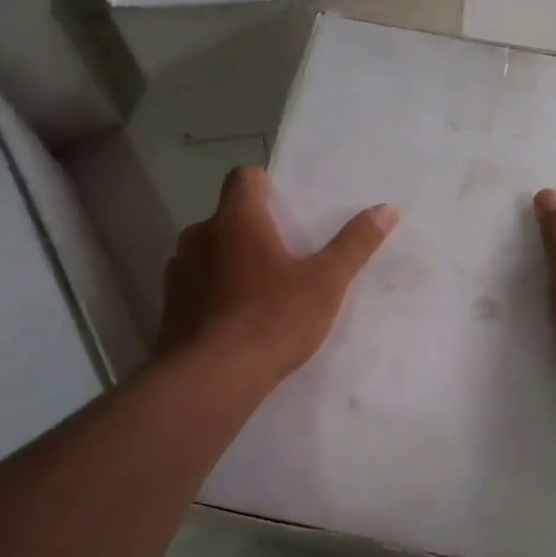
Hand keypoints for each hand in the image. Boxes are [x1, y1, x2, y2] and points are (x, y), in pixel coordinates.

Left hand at [158, 166, 397, 390]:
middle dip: (253, 230)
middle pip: (227, 217)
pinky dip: (214, 292)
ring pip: (209, 252)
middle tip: (284, 256)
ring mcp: (179, 271)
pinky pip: (196, 286)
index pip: (243, 178)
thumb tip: (386, 209)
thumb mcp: (326, 283)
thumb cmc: (273, 319)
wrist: (213, 378)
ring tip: (260, 292)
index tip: (285, 206)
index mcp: (237, 220)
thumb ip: (354, 244)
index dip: (264, 184)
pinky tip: (235, 321)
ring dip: (230, 262)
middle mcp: (199, 235)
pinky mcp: (169, 305)